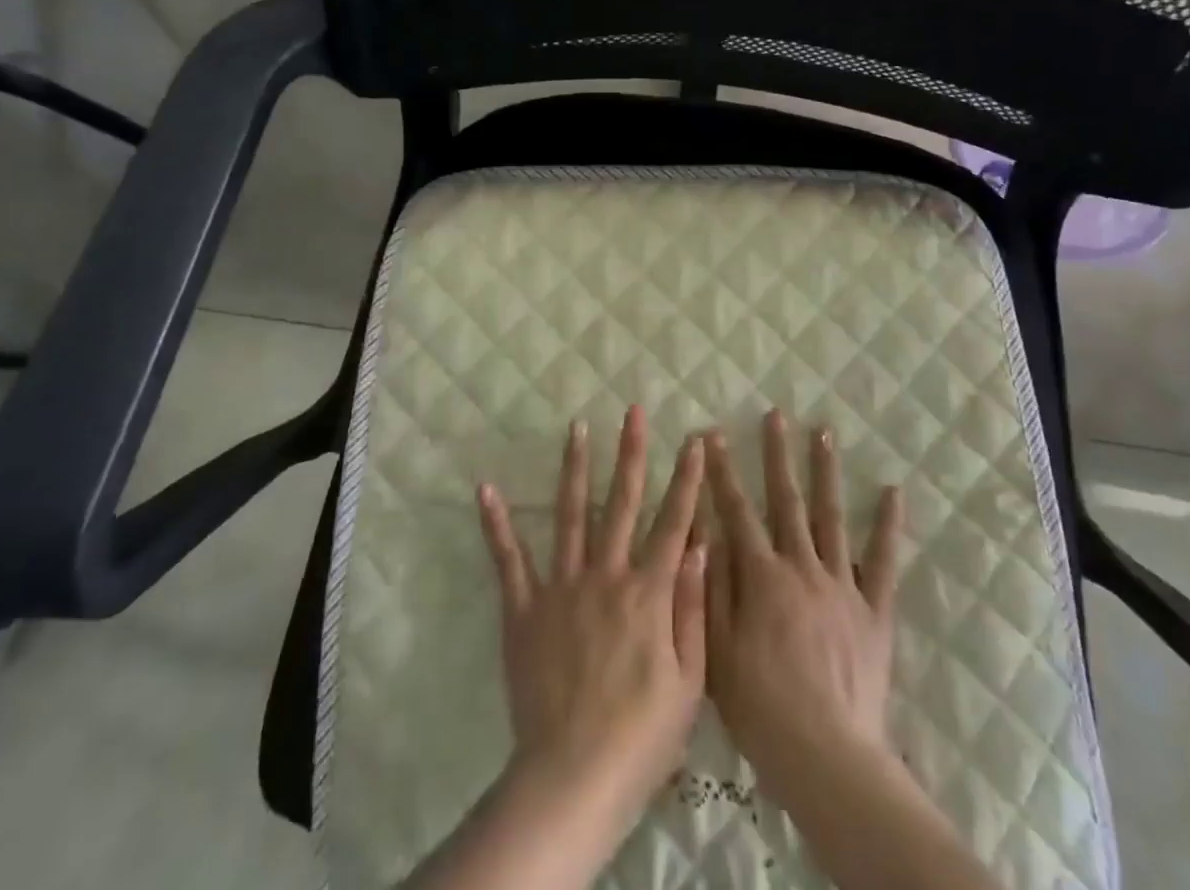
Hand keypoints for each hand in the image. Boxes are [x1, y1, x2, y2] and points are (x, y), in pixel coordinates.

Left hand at [477, 406, 708, 824]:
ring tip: (578, 428)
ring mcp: (561, 587)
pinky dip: (497, 523)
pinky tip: (486, 488)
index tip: (693, 439)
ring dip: (575, 468)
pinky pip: (509, 559)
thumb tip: (703, 545)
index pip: (674, 523)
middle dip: (631, 453)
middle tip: (633, 410)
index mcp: (648, 592)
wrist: (573, 777)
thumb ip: (695, 608)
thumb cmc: (642, 736)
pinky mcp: (524, 608)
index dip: (686, 479)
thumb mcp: (689, 682)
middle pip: (622, 503)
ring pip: (570, 515)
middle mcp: (605, 575)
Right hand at [704, 410, 904, 802]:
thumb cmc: (761, 707)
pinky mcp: (875, 610)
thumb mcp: (716, 649)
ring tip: (823, 432)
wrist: (827, 755)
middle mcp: (802, 567)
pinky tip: (892, 491)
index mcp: (762, 576)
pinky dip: (888, 525)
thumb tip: (705, 531)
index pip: (736, 511)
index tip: (712, 434)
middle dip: (777, 454)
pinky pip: (885, 561)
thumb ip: (711, 587)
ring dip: (825, 472)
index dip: (721, 472)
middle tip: (775, 414)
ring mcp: (842, 585)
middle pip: (787, 500)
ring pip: (831, 517)